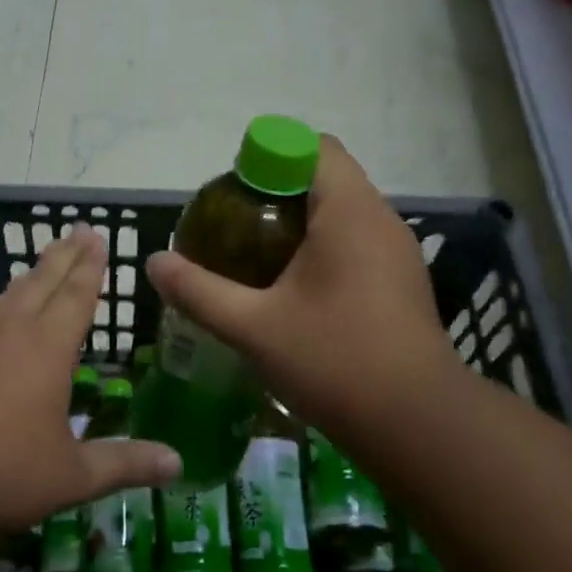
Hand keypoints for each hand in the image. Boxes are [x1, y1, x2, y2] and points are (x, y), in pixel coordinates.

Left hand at [0, 228, 178, 535]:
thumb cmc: (0, 473)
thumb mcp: (71, 476)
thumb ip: (125, 463)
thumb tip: (179, 463)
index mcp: (46, 348)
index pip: (76, 296)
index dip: (91, 267)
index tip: (98, 238)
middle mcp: (8, 331)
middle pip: (41, 281)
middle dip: (64, 255)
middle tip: (78, 230)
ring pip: (8, 294)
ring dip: (31, 276)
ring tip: (43, 265)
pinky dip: (0, 303)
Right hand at [145, 135, 457, 437]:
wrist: (416, 424)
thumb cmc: (334, 361)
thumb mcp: (253, 327)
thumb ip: (199, 291)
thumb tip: (154, 263)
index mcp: (349, 212)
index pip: (313, 147)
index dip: (269, 157)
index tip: (234, 195)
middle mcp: (380, 220)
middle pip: (325, 178)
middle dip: (276, 194)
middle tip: (234, 232)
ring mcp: (397, 253)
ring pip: (342, 214)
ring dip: (299, 226)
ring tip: (256, 262)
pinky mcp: (401, 283)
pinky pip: (356, 244)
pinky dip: (322, 251)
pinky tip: (293, 293)